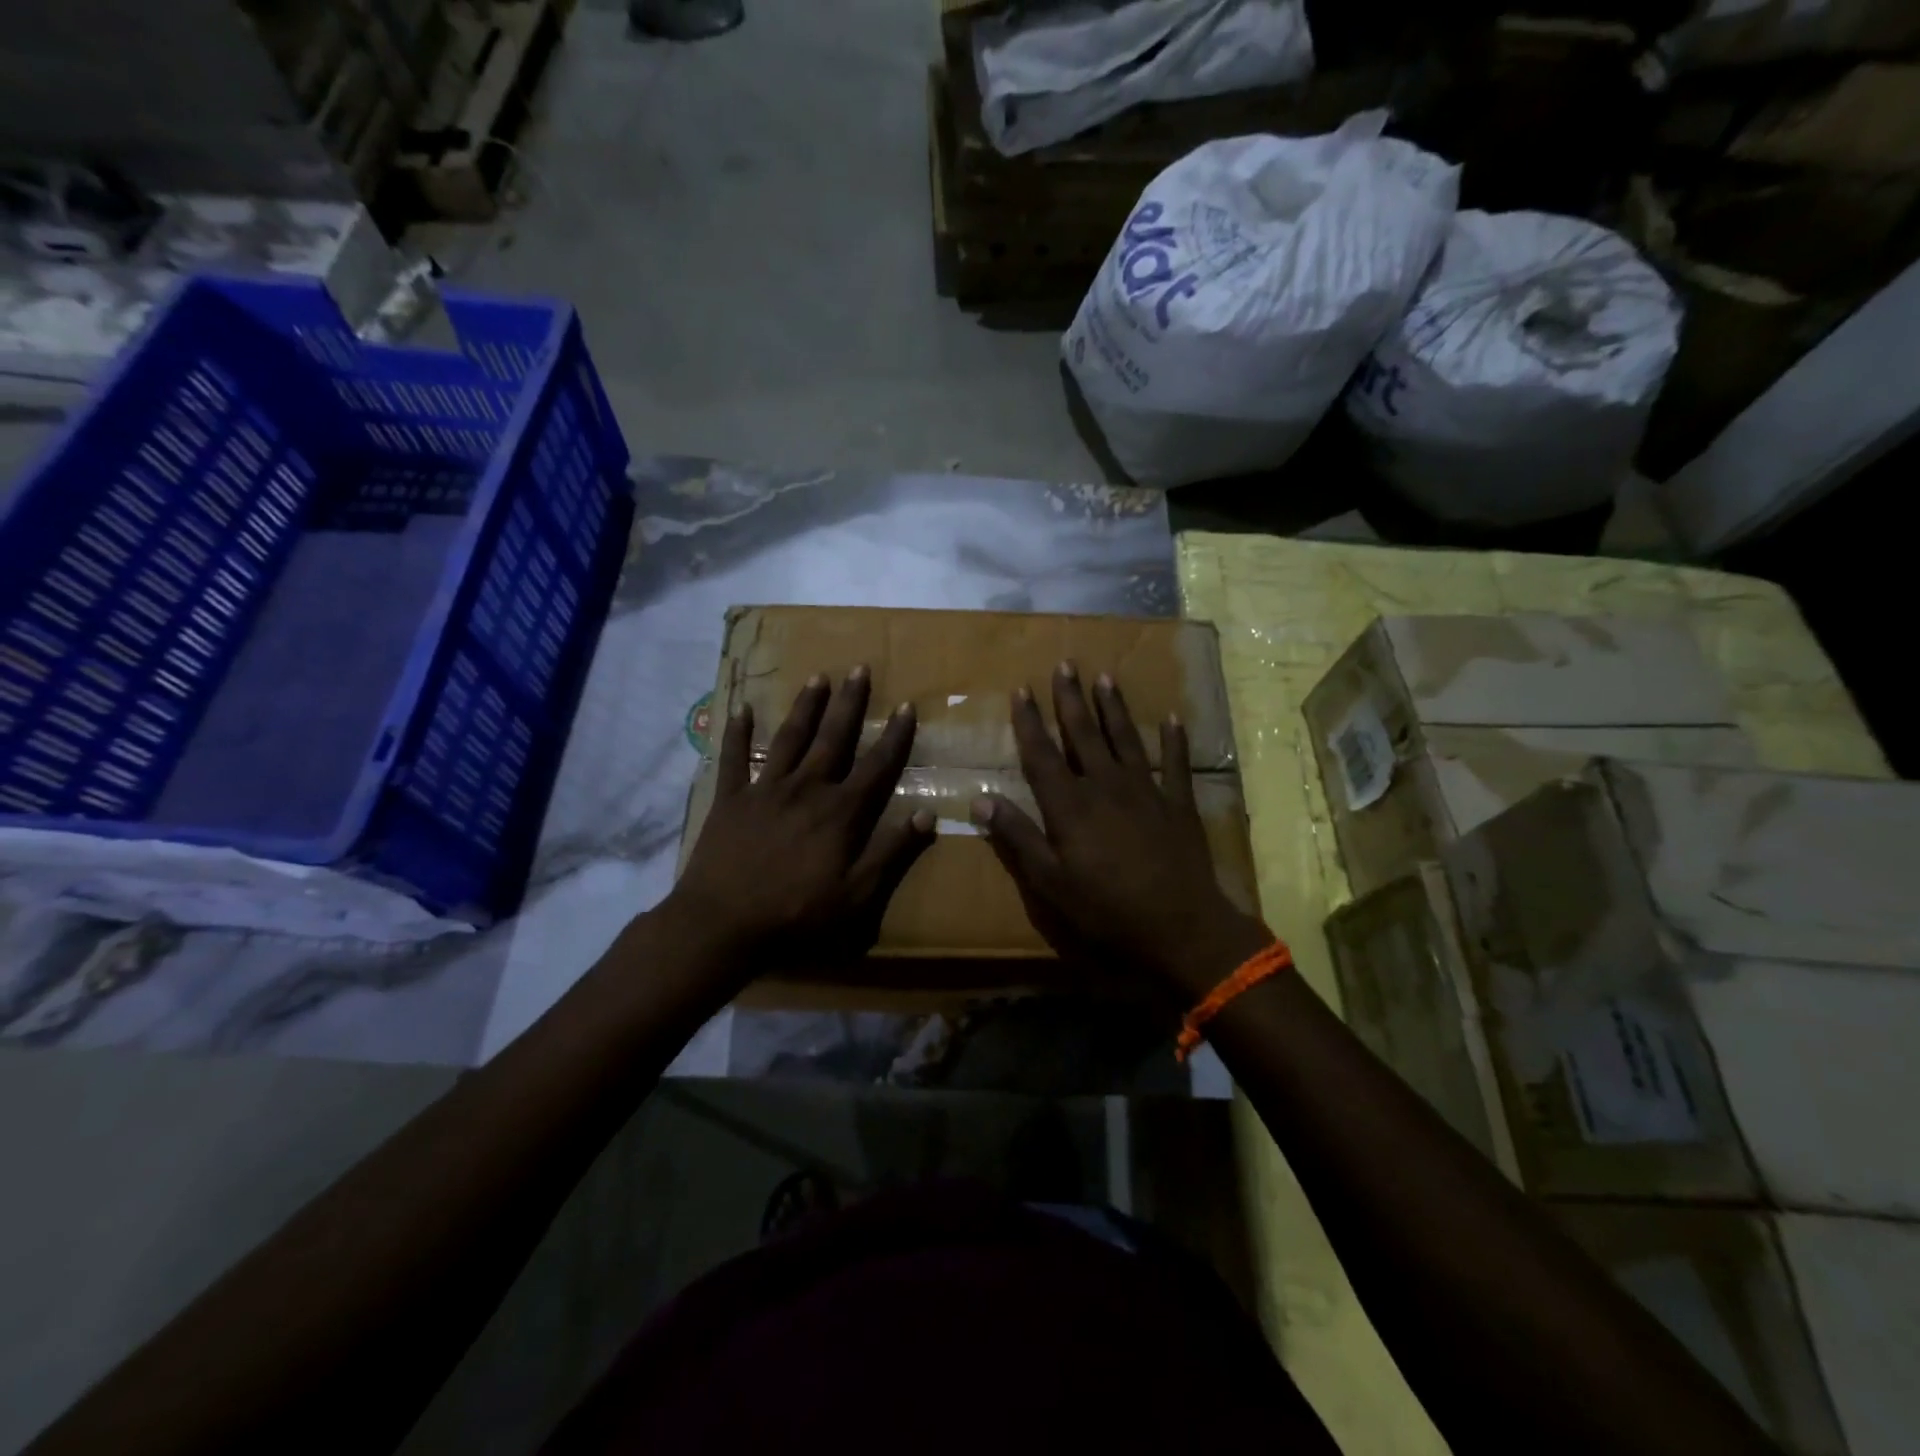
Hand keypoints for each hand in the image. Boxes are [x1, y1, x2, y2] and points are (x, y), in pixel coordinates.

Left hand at [667, 667, 934, 970]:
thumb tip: (929, 815)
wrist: (722, 924)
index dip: (894, 736)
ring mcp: (765, 790)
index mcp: (840, 811)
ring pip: (790, 738)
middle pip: (833, 738)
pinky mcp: (731, 799)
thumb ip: (891, 852)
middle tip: (859, 668)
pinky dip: (736, 733)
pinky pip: (733, 758)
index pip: (876, 765)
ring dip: (806, 707)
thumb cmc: (796, 914)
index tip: (906, 706)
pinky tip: (740, 709)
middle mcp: (806, 788)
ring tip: (818, 677)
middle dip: (849, 703)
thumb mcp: (857, 894)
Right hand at [973, 663, 1269, 998]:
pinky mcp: (1178, 805)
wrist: (1180, 927)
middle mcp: (1105, 786)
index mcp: (1070, 805)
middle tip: (1066, 665)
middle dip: (1071, 699)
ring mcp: (1146, 791)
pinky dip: (1174, 741)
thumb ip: (1017, 837)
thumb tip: (980, 799)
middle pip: (1084, 734)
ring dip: (1113, 708)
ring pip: (1125, 739)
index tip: (1021, 689)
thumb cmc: (1106, 909)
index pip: (1042, 754)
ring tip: (1105, 679)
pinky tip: (1171, 719)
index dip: (1029, 721)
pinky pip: (1176, 764)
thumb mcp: (1049, 881)